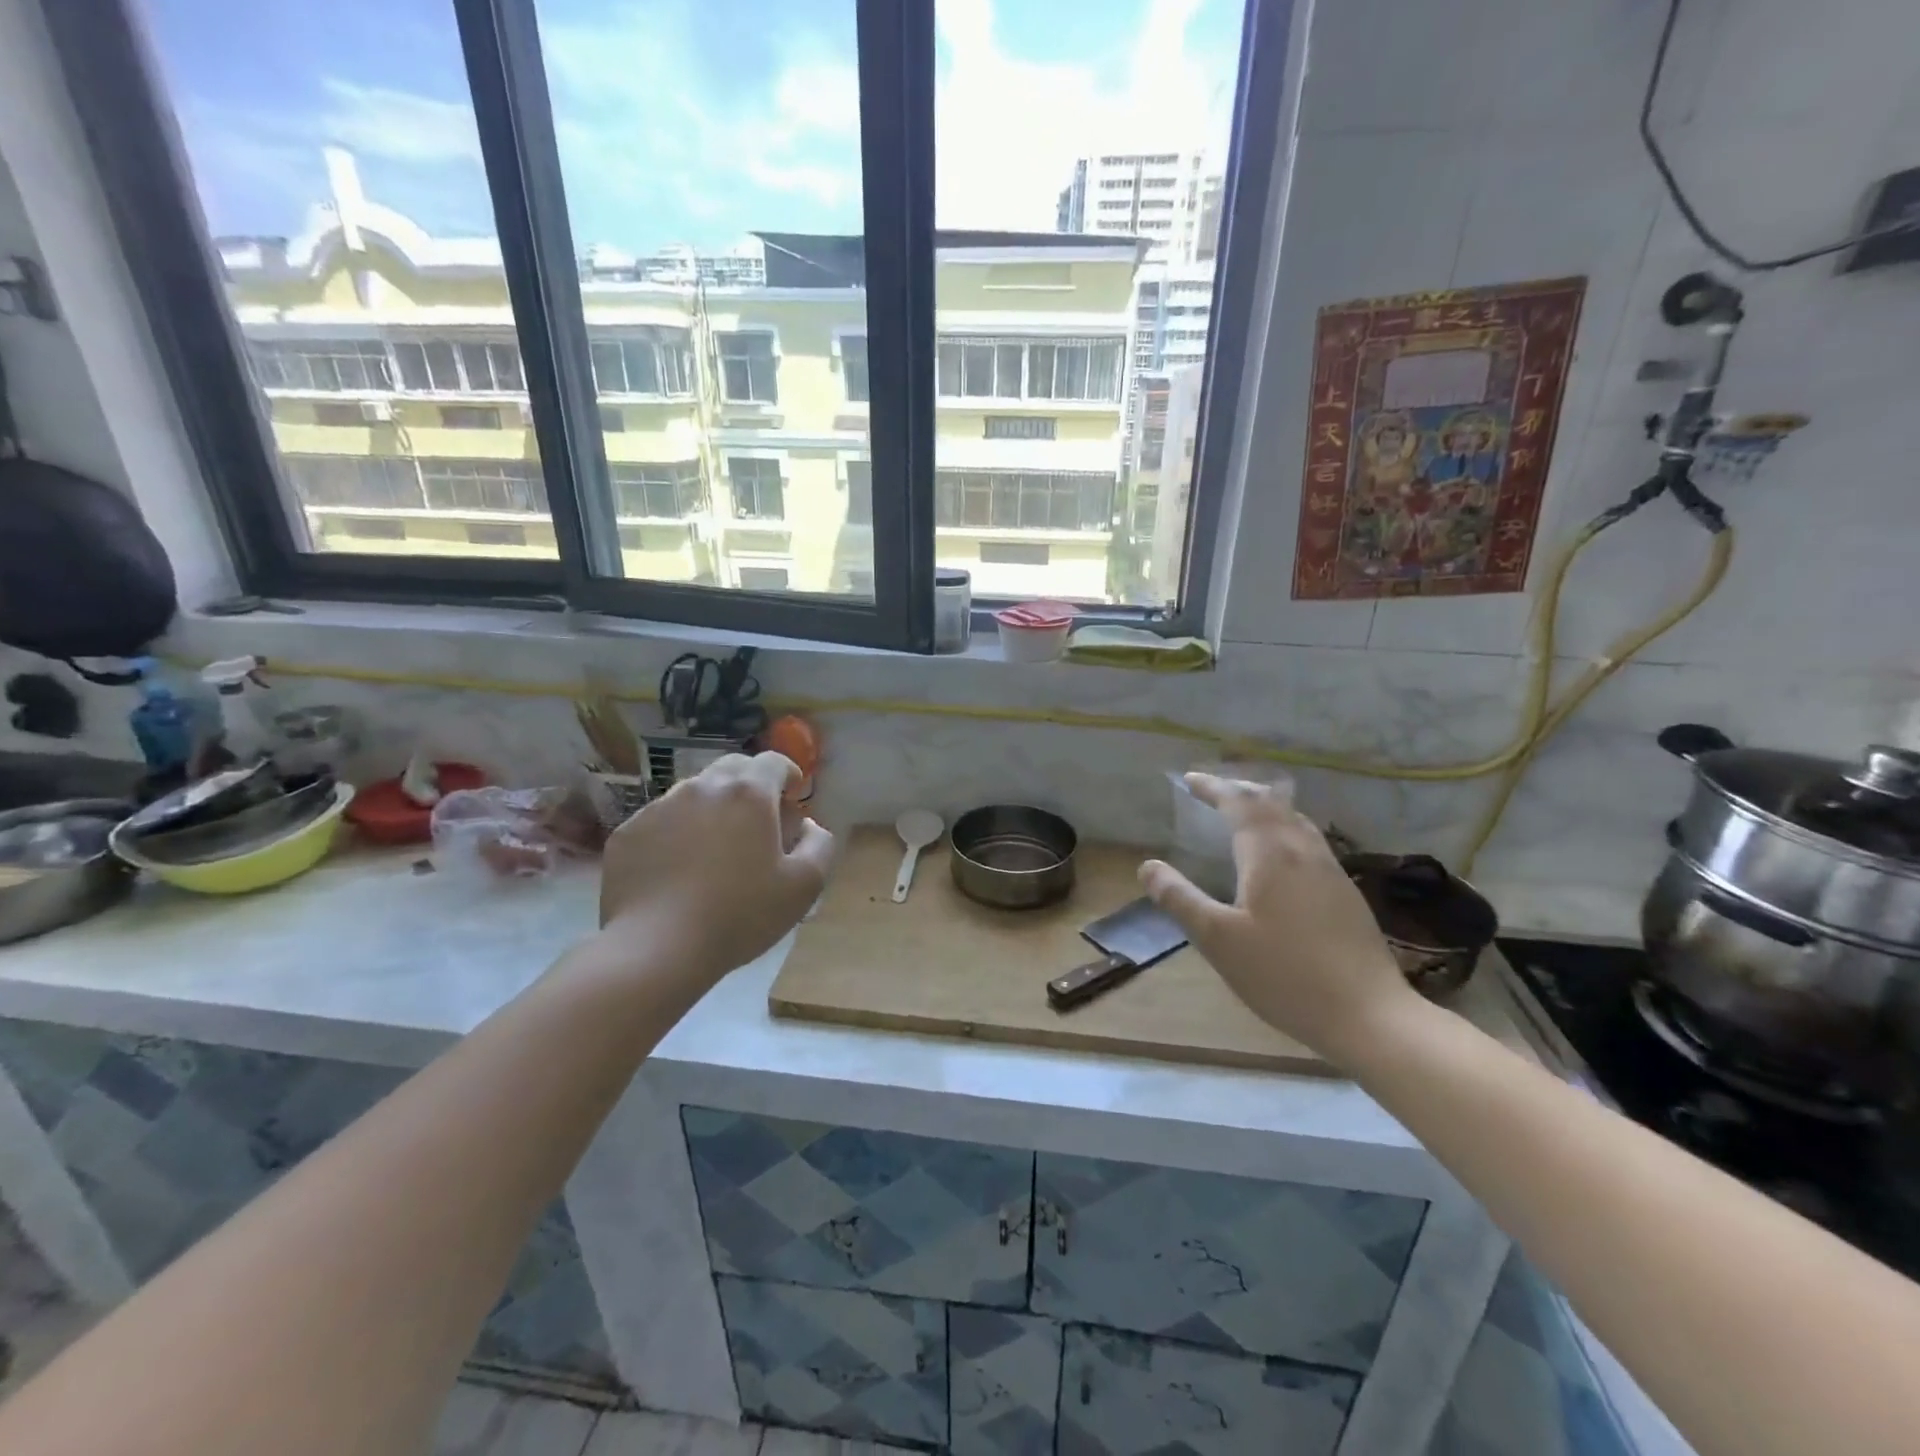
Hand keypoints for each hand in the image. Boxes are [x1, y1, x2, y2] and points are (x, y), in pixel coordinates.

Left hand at [597, 753, 834, 985]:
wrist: (656, 949)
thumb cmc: (740, 914)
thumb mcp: (804, 886)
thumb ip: (820, 845)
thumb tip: (809, 826)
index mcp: (748, 794)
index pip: (773, 761)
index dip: (788, 775)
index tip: (792, 797)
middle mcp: (702, 788)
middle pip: (733, 769)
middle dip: (751, 786)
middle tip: (758, 823)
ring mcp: (659, 807)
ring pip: (695, 793)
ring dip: (713, 809)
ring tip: (716, 850)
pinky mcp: (628, 832)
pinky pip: (662, 821)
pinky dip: (678, 833)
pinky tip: (679, 870)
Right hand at [1138, 773, 1414, 1063]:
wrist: (1369, 1014)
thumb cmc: (1283, 974)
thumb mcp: (1218, 939)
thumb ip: (1180, 898)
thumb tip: (1147, 866)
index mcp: (1269, 854)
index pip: (1238, 803)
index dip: (1212, 787)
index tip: (1188, 780)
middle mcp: (1302, 850)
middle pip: (1270, 802)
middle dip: (1238, 790)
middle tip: (1211, 791)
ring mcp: (1330, 869)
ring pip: (1294, 819)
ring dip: (1264, 806)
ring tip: (1243, 812)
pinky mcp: (1345, 891)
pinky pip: (1308, 839)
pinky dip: (1284, 827)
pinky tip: (1281, 853)